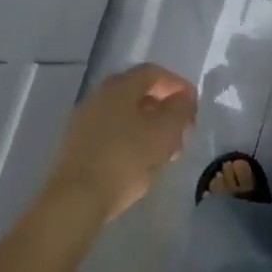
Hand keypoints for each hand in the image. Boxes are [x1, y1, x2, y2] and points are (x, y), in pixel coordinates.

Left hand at [43, 65, 197, 223]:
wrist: (76, 198)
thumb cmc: (126, 159)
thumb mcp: (165, 131)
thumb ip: (180, 109)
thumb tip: (183, 98)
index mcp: (119, 86)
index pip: (153, 73)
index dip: (178, 85)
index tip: (194, 106)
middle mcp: (99, 95)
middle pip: (139, 93)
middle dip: (165, 109)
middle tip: (183, 131)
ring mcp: (85, 120)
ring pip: (126, 115)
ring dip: (150, 128)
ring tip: (168, 152)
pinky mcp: (78, 145)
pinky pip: (112, 133)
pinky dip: (132, 140)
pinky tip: (142, 163)